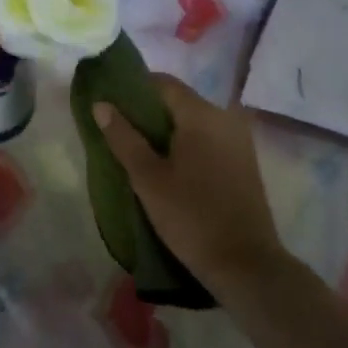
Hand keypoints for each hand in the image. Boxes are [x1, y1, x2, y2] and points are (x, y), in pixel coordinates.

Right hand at [94, 74, 287, 292]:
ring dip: (166, 131)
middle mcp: (224, 117)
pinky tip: (168, 167)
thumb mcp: (148, 178)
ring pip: (193, 121)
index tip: (111, 106)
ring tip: (139, 152)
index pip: (163, 83)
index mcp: (202, 114)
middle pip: (178, 101)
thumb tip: (101, 104)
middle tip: (120, 133)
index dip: (134, 89)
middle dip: (148, 112)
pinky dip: (186, 144)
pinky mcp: (244, 161)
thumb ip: (123, 137)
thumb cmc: (191, 217)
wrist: (246, 265)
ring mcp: (238, 139)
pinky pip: (208, 138)